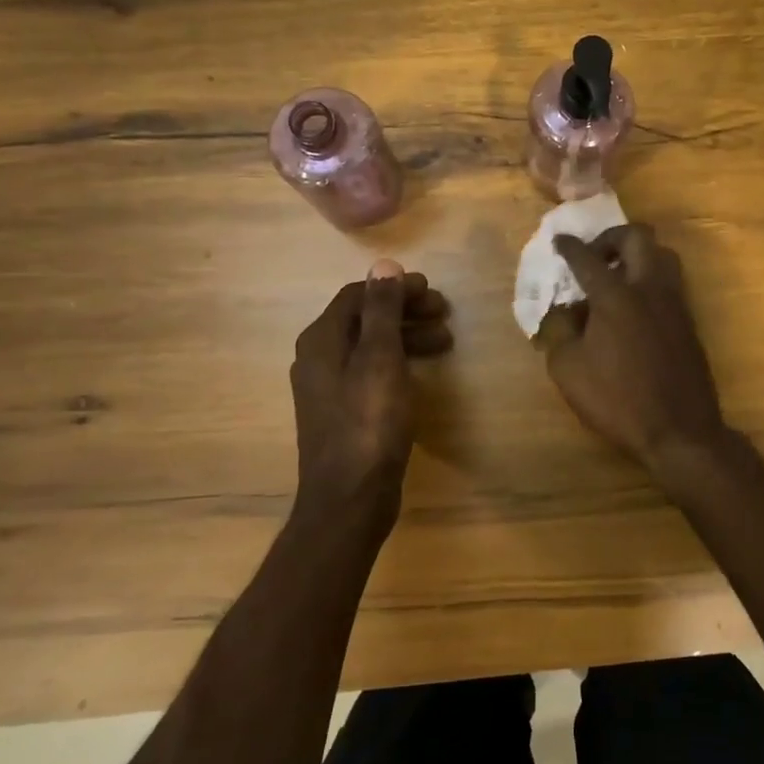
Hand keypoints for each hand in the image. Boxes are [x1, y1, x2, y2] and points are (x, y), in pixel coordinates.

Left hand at [291, 260, 451, 513]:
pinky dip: (398, 363)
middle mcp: (318, 359)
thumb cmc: (368, 423)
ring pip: (370, 347)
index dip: (396, 288)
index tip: (433, 290)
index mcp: (321, 340)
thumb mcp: (380, 359)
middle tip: (444, 313)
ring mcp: (329, 389)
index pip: (358, 295)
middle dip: (405, 311)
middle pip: (364, 320)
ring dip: (406, 337)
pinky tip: (422, 372)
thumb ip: (381, 311)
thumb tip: (383, 265)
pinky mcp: (344, 413)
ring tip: (445, 342)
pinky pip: (371, 373)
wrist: (349, 498)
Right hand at [540, 225, 727, 469]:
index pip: (587, 258)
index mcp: (615, 295)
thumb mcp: (568, 368)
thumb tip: (564, 310)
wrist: (679, 429)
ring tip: (617, 278)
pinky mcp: (688, 321)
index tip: (560, 241)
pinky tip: (634, 306)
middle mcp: (649, 288)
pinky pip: (670, 282)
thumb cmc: (617, 399)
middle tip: (595, 256)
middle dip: (611, 238)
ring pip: (662, 255)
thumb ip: (559, 330)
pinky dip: (650, 279)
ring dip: (637, 255)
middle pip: (637, 237)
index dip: (570, 246)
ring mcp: (674, 302)